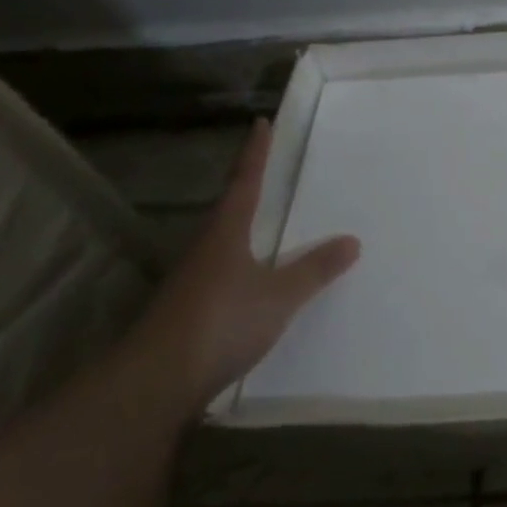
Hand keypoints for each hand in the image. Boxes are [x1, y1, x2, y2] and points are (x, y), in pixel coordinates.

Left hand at [127, 118, 360, 416]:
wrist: (153, 384)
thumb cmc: (219, 323)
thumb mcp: (279, 296)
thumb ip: (315, 269)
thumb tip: (352, 240)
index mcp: (225, 234)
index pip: (245, 182)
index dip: (255, 153)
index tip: (261, 123)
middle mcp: (205, 250)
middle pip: (229, 209)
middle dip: (249, 188)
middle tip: (271, 170)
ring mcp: (192, 281)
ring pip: (224, 243)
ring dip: (245, 229)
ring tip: (271, 223)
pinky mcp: (189, 311)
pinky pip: (224, 273)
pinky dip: (244, 265)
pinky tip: (257, 280)